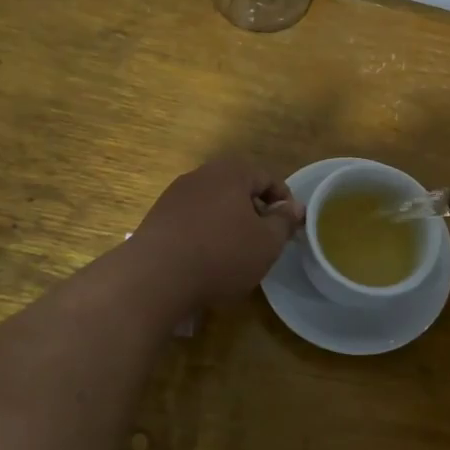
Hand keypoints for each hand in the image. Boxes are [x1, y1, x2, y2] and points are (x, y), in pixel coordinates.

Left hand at [131, 157, 303, 311]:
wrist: (155, 276)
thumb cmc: (222, 254)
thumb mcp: (267, 242)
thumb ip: (284, 221)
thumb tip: (294, 207)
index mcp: (232, 172)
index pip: (268, 178)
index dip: (284, 202)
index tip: (289, 228)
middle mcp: (202, 175)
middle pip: (239, 189)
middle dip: (255, 212)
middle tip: (264, 241)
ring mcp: (175, 195)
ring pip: (214, 204)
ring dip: (229, 223)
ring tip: (236, 253)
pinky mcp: (158, 217)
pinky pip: (192, 219)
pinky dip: (205, 233)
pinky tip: (206, 259)